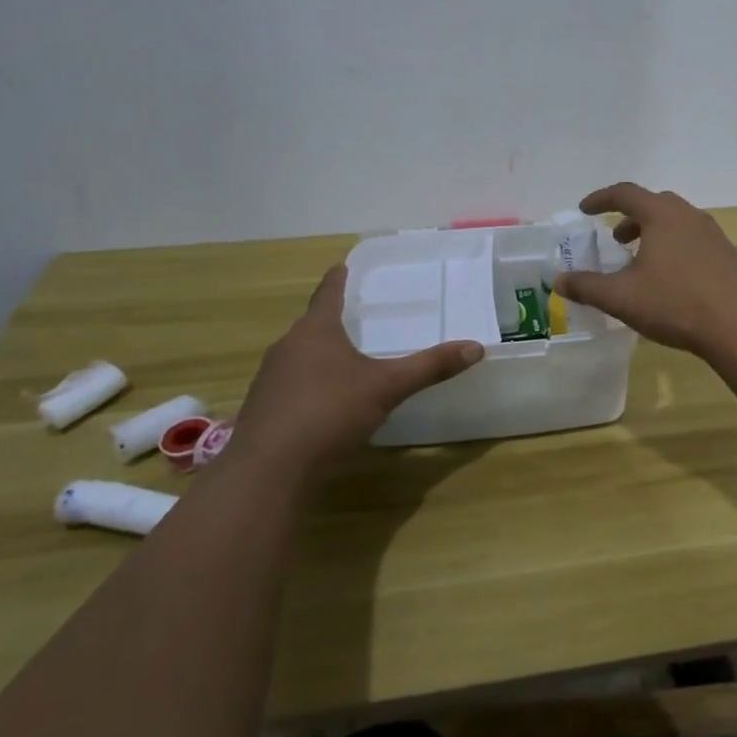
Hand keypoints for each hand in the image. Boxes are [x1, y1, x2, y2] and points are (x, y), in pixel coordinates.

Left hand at [232, 266, 481, 471]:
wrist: (269, 470)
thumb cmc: (329, 413)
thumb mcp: (387, 388)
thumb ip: (429, 367)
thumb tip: (475, 348)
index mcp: (316, 331)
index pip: (327, 294)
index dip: (337, 280)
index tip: (341, 266)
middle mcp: (287, 347)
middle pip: (311, 325)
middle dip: (330, 320)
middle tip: (354, 316)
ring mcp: (269, 379)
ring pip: (298, 356)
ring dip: (318, 354)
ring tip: (342, 359)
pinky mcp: (261, 410)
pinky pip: (289, 385)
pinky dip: (307, 384)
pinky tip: (323, 402)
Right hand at [553, 183, 736, 355]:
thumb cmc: (673, 304)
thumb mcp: (621, 298)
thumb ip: (587, 286)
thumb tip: (560, 281)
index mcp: (661, 216)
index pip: (625, 193)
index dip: (601, 199)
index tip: (585, 210)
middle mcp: (690, 216)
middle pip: (656, 204)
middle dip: (633, 218)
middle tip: (618, 239)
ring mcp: (718, 235)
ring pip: (684, 222)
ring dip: (663, 233)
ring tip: (650, 258)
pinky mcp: (735, 258)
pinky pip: (712, 246)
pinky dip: (697, 252)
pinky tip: (697, 270)